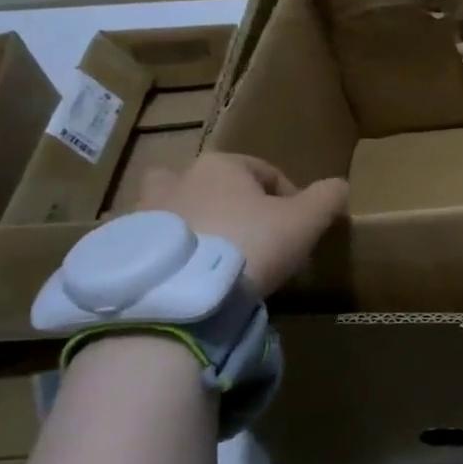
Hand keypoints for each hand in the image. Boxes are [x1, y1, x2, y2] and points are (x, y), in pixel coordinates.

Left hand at [139, 153, 347, 295]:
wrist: (180, 297)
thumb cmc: (248, 246)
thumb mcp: (304, 222)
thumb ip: (326, 199)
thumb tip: (340, 186)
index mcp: (221, 165)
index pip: (265, 172)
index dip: (289, 198)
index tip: (298, 230)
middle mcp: (177, 179)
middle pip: (210, 184)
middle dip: (228, 203)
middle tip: (246, 237)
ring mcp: (143, 214)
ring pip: (172, 211)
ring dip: (189, 226)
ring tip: (208, 260)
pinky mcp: (122, 250)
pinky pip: (148, 247)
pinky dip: (164, 256)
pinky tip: (181, 281)